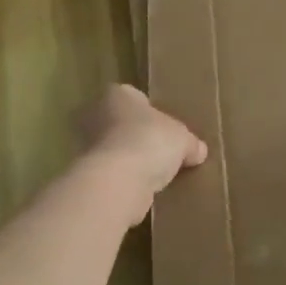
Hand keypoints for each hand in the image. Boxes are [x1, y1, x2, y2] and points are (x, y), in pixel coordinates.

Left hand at [76, 84, 207, 224]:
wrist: (118, 180)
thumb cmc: (150, 142)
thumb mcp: (183, 139)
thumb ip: (191, 143)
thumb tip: (199, 151)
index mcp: (117, 95)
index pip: (133, 96)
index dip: (149, 111)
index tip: (164, 126)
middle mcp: (95, 115)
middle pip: (120, 123)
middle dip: (136, 135)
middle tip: (160, 149)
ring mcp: (86, 146)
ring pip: (113, 149)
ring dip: (129, 159)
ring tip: (154, 173)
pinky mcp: (88, 174)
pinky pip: (111, 173)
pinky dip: (124, 179)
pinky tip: (142, 189)